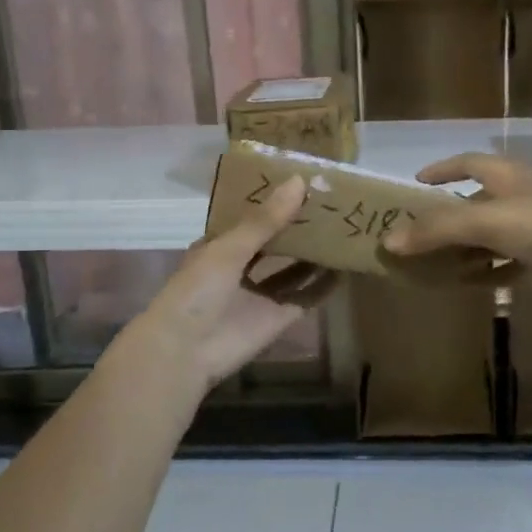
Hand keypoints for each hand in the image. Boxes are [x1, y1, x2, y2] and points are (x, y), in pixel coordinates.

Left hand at [116, 176, 335, 396]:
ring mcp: (260, 295)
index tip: (304, 182)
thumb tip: (299, 181)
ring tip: (344, 230)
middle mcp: (241, 268)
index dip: (274, 202)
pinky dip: (323, 287)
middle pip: (275, 243)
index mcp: (221, 246)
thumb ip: (265, 219)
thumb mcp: (229, 248)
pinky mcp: (277, 318)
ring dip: (314, 254)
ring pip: (293, 269)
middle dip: (299, 227)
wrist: (186, 350)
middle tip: (332, 203)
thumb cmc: (198, 289)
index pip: (251, 218)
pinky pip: (306, 298)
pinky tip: (346, 269)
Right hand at [382, 154, 531, 301]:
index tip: (418, 181)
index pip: (468, 163)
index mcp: (505, 177)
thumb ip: (437, 230)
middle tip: (418, 232)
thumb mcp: (484, 221)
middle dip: (448, 216)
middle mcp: (518, 198)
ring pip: (490, 236)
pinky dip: (489, 273)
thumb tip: (389, 241)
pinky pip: (508, 265)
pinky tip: (470, 285)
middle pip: (475, 202)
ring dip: (466, 248)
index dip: (443, 169)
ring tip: (435, 263)